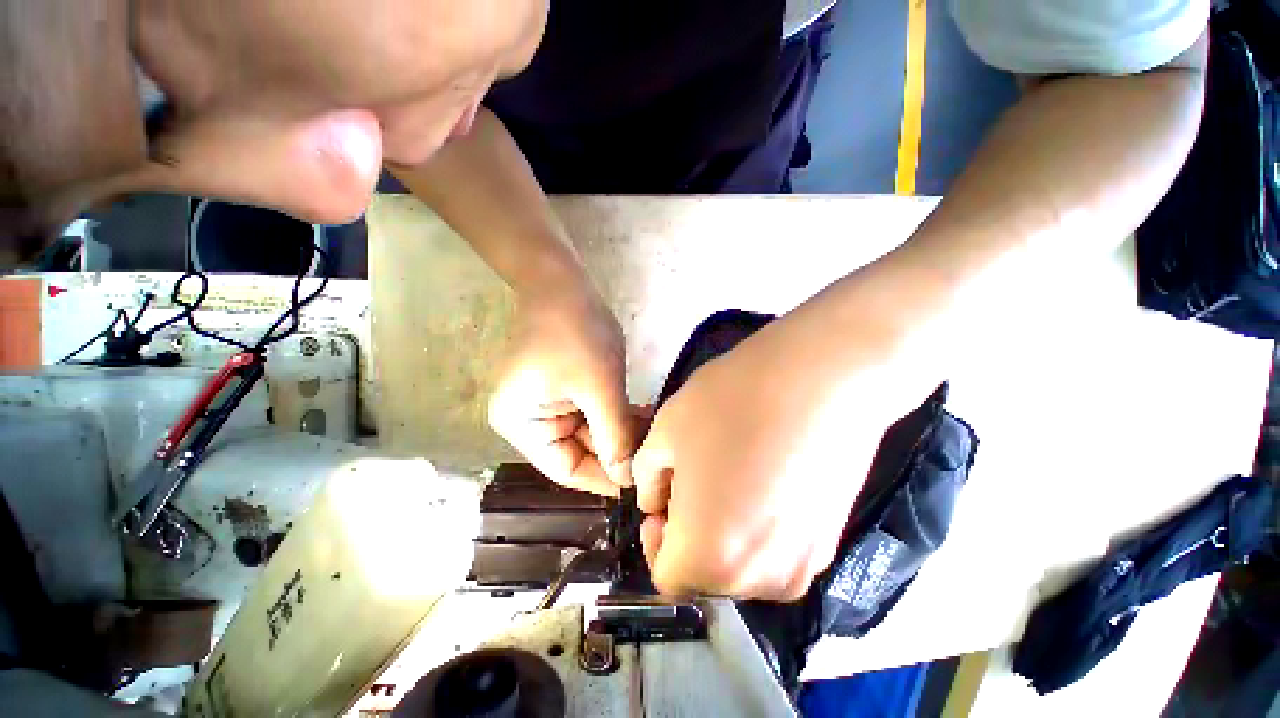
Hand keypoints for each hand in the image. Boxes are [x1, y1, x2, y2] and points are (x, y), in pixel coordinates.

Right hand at [489, 287, 639, 495]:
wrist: (564, 284)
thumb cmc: (577, 333)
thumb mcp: (599, 387)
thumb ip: (614, 436)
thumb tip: (627, 479)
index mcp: (523, 426)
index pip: (565, 469)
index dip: (604, 478)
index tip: (640, 482)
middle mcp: (530, 423)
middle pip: (579, 452)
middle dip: (618, 449)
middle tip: (654, 448)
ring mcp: (547, 406)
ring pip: (590, 434)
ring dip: (621, 431)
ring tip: (653, 427)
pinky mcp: (564, 392)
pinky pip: (592, 414)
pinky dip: (616, 415)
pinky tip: (642, 412)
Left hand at [632, 300, 935, 600]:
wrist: (821, 380)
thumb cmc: (730, 403)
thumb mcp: (665, 431)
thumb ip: (648, 478)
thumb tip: (656, 503)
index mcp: (709, 557)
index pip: (666, 576)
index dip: (656, 539)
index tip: (664, 501)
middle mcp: (758, 579)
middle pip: (705, 574)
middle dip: (690, 534)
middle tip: (695, 479)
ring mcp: (803, 566)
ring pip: (742, 566)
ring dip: (726, 533)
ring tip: (731, 475)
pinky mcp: (831, 543)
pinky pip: (777, 552)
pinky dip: (761, 528)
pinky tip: (767, 477)